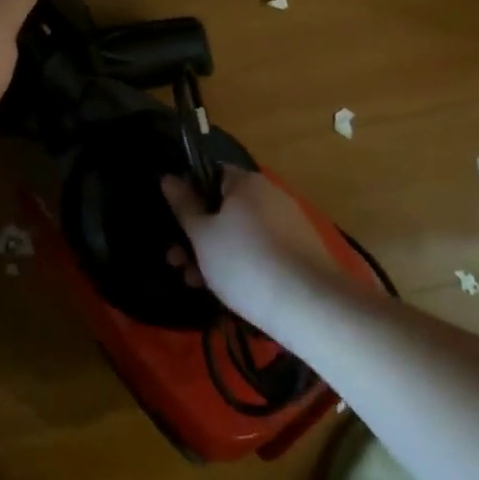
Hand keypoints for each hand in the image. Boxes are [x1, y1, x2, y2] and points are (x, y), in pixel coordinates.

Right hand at [160, 166, 352, 334]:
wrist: (309, 305)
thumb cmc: (244, 261)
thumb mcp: (202, 235)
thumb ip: (183, 205)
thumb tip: (168, 176)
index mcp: (246, 182)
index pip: (210, 174)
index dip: (188, 195)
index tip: (174, 220)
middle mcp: (270, 196)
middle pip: (223, 208)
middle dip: (196, 234)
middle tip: (176, 260)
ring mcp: (287, 225)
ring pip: (239, 234)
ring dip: (212, 254)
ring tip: (193, 282)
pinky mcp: (299, 254)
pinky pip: (259, 251)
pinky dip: (239, 265)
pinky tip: (223, 290)